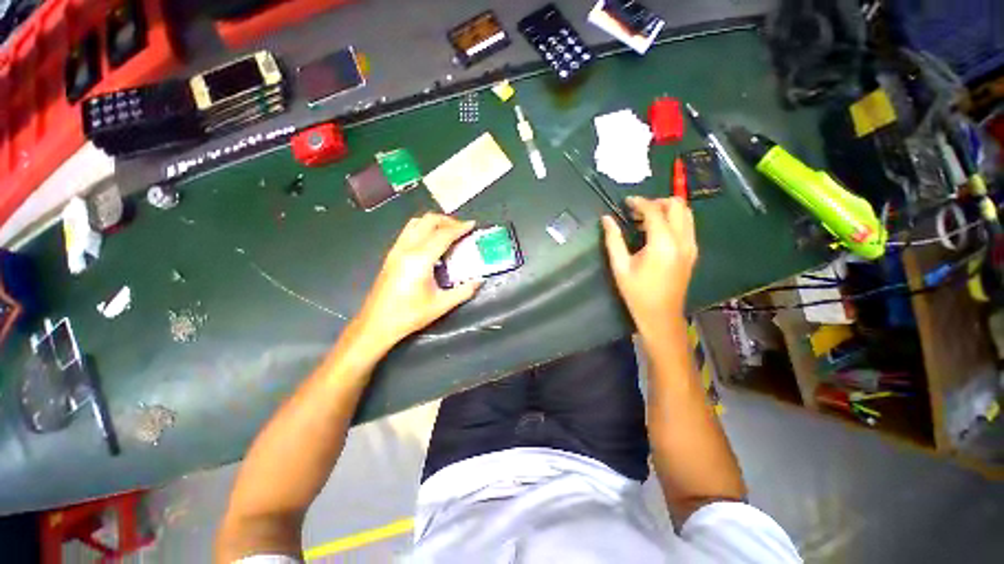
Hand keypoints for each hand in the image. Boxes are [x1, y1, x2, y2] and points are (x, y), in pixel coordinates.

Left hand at [357, 214, 482, 347]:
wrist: (376, 323)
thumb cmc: (409, 315)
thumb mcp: (441, 305)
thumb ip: (464, 291)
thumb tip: (479, 281)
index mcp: (420, 260)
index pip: (443, 235)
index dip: (460, 228)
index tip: (472, 225)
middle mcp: (407, 249)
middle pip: (428, 221)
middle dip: (448, 220)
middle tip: (462, 229)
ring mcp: (396, 249)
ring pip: (416, 222)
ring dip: (434, 222)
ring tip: (448, 232)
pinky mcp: (391, 254)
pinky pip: (408, 231)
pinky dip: (423, 228)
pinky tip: (432, 242)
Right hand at [602, 196, 697, 334]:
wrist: (661, 316)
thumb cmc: (637, 293)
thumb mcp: (620, 266)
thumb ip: (613, 239)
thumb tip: (606, 219)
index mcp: (662, 244)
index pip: (654, 211)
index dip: (639, 202)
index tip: (626, 202)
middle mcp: (682, 240)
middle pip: (677, 205)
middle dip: (656, 202)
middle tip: (637, 211)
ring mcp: (691, 246)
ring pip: (686, 213)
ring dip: (666, 210)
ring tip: (645, 221)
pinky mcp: (692, 252)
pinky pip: (687, 226)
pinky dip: (673, 221)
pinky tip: (655, 233)